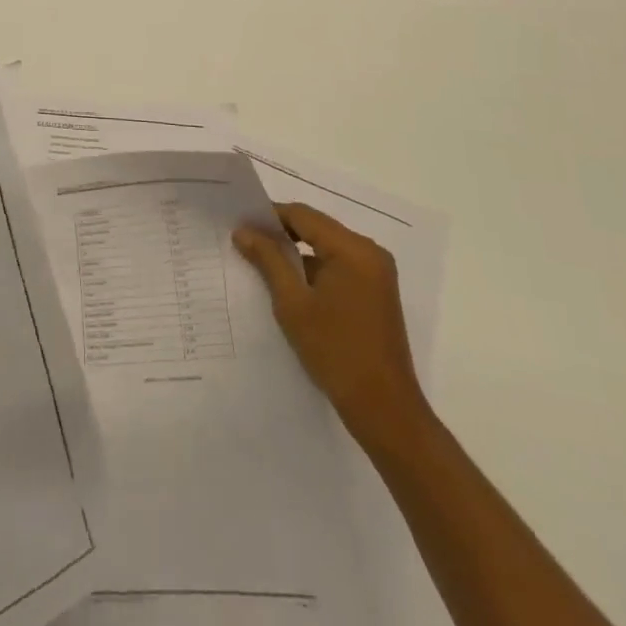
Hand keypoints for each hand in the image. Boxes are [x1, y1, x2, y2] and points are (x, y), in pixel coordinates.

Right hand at [234, 203, 428, 455]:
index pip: (303, 215)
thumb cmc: (335, 352)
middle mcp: (370, 252)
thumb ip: (268, 259)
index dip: (269, 216)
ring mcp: (377, 273)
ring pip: (327, 247)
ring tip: (264, 265)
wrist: (385, 410)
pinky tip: (292, 286)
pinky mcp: (377, 292)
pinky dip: (315, 270)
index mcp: (353, 249)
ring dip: (298, 253)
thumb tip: (243, 230)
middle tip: (247, 244)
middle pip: (317, 228)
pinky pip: (340, 266)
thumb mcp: (293, 303)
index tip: (240, 226)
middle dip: (282, 234)